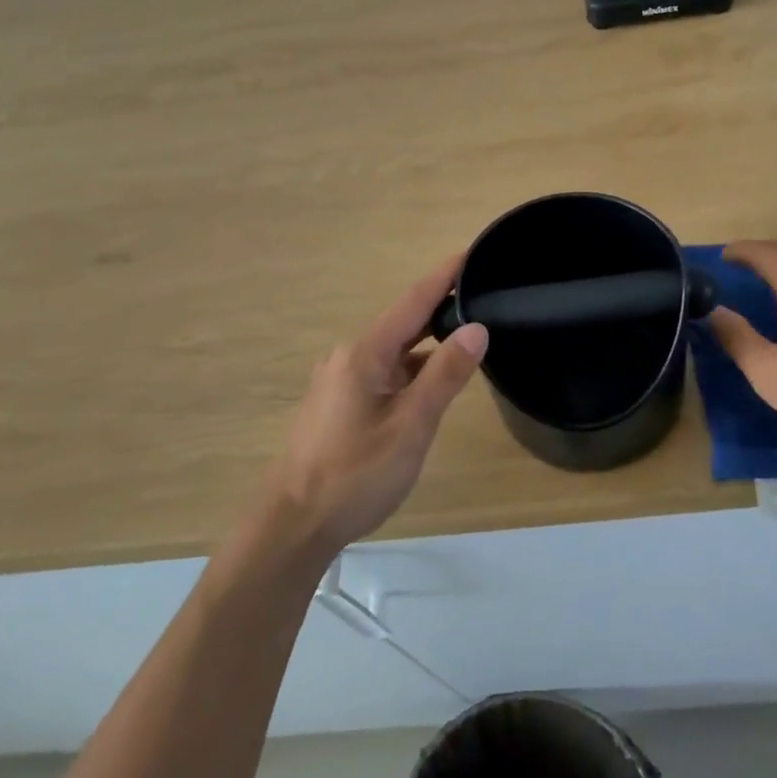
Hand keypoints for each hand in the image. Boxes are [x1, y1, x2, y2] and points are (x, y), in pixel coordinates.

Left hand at [263, 253, 488, 553]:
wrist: (292, 525)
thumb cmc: (355, 475)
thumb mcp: (411, 426)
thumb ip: (445, 375)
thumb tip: (477, 328)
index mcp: (365, 354)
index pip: (413, 301)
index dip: (445, 276)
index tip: (473, 252)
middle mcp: (349, 357)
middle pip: (404, 322)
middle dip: (442, 307)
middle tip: (484, 295)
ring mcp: (341, 381)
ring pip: (394, 351)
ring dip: (428, 342)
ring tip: (469, 336)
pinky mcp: (339, 404)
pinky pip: (384, 372)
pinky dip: (412, 369)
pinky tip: (433, 382)